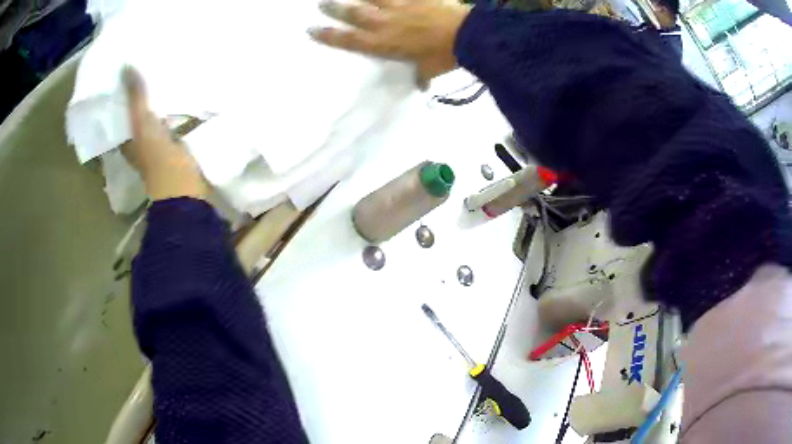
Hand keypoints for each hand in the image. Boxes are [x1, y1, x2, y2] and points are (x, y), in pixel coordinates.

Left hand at [122, 67, 208, 200]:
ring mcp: (158, 144)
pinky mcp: (176, 144)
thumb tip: (125, 65)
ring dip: (159, 101)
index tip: (126, 74)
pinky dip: (175, 109)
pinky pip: (173, 121)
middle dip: (142, 96)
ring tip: (163, 74)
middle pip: (138, 115)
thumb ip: (135, 96)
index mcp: (127, 140)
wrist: (181, 182)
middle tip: (146, 67)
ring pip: (156, 117)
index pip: (120, 115)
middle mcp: (140, 142)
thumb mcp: (140, 121)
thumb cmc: (155, 153)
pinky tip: (181, 93)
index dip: (121, 97)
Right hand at [310, 0, 470, 86]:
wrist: (467, 35)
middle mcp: (384, 23)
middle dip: (334, 9)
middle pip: (353, 14)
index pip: (348, 40)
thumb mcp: (429, 70)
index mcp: (383, 44)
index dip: (328, 35)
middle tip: (320, 4)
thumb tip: (420, 85)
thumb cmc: (445, 57)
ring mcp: (398, 7)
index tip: (311, 29)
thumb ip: (420, 75)